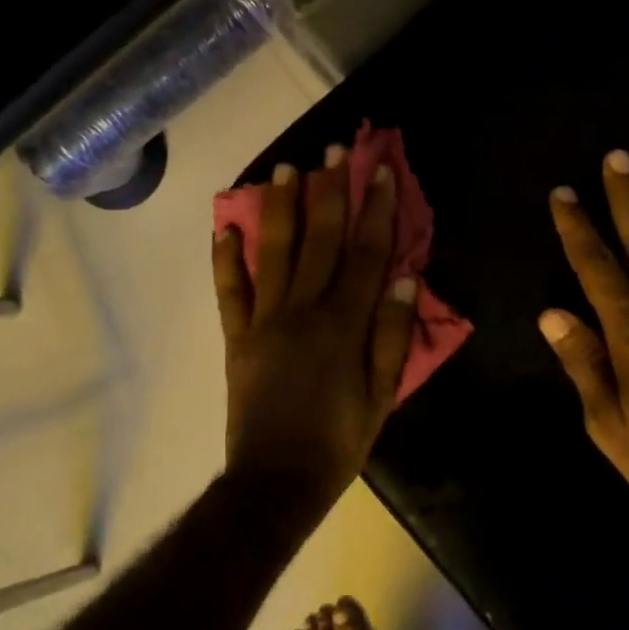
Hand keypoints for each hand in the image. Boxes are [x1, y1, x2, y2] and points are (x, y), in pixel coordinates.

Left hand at [214, 145, 417, 522]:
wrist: (276, 480)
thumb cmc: (339, 442)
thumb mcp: (383, 397)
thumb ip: (392, 337)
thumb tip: (404, 279)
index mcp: (343, 326)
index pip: (366, 254)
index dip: (376, 210)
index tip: (381, 170)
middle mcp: (302, 311)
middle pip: (319, 240)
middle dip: (329, 191)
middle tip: (332, 149)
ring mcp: (263, 322)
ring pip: (272, 253)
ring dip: (279, 207)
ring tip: (286, 168)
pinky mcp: (236, 338)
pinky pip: (229, 292)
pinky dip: (225, 258)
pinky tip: (225, 226)